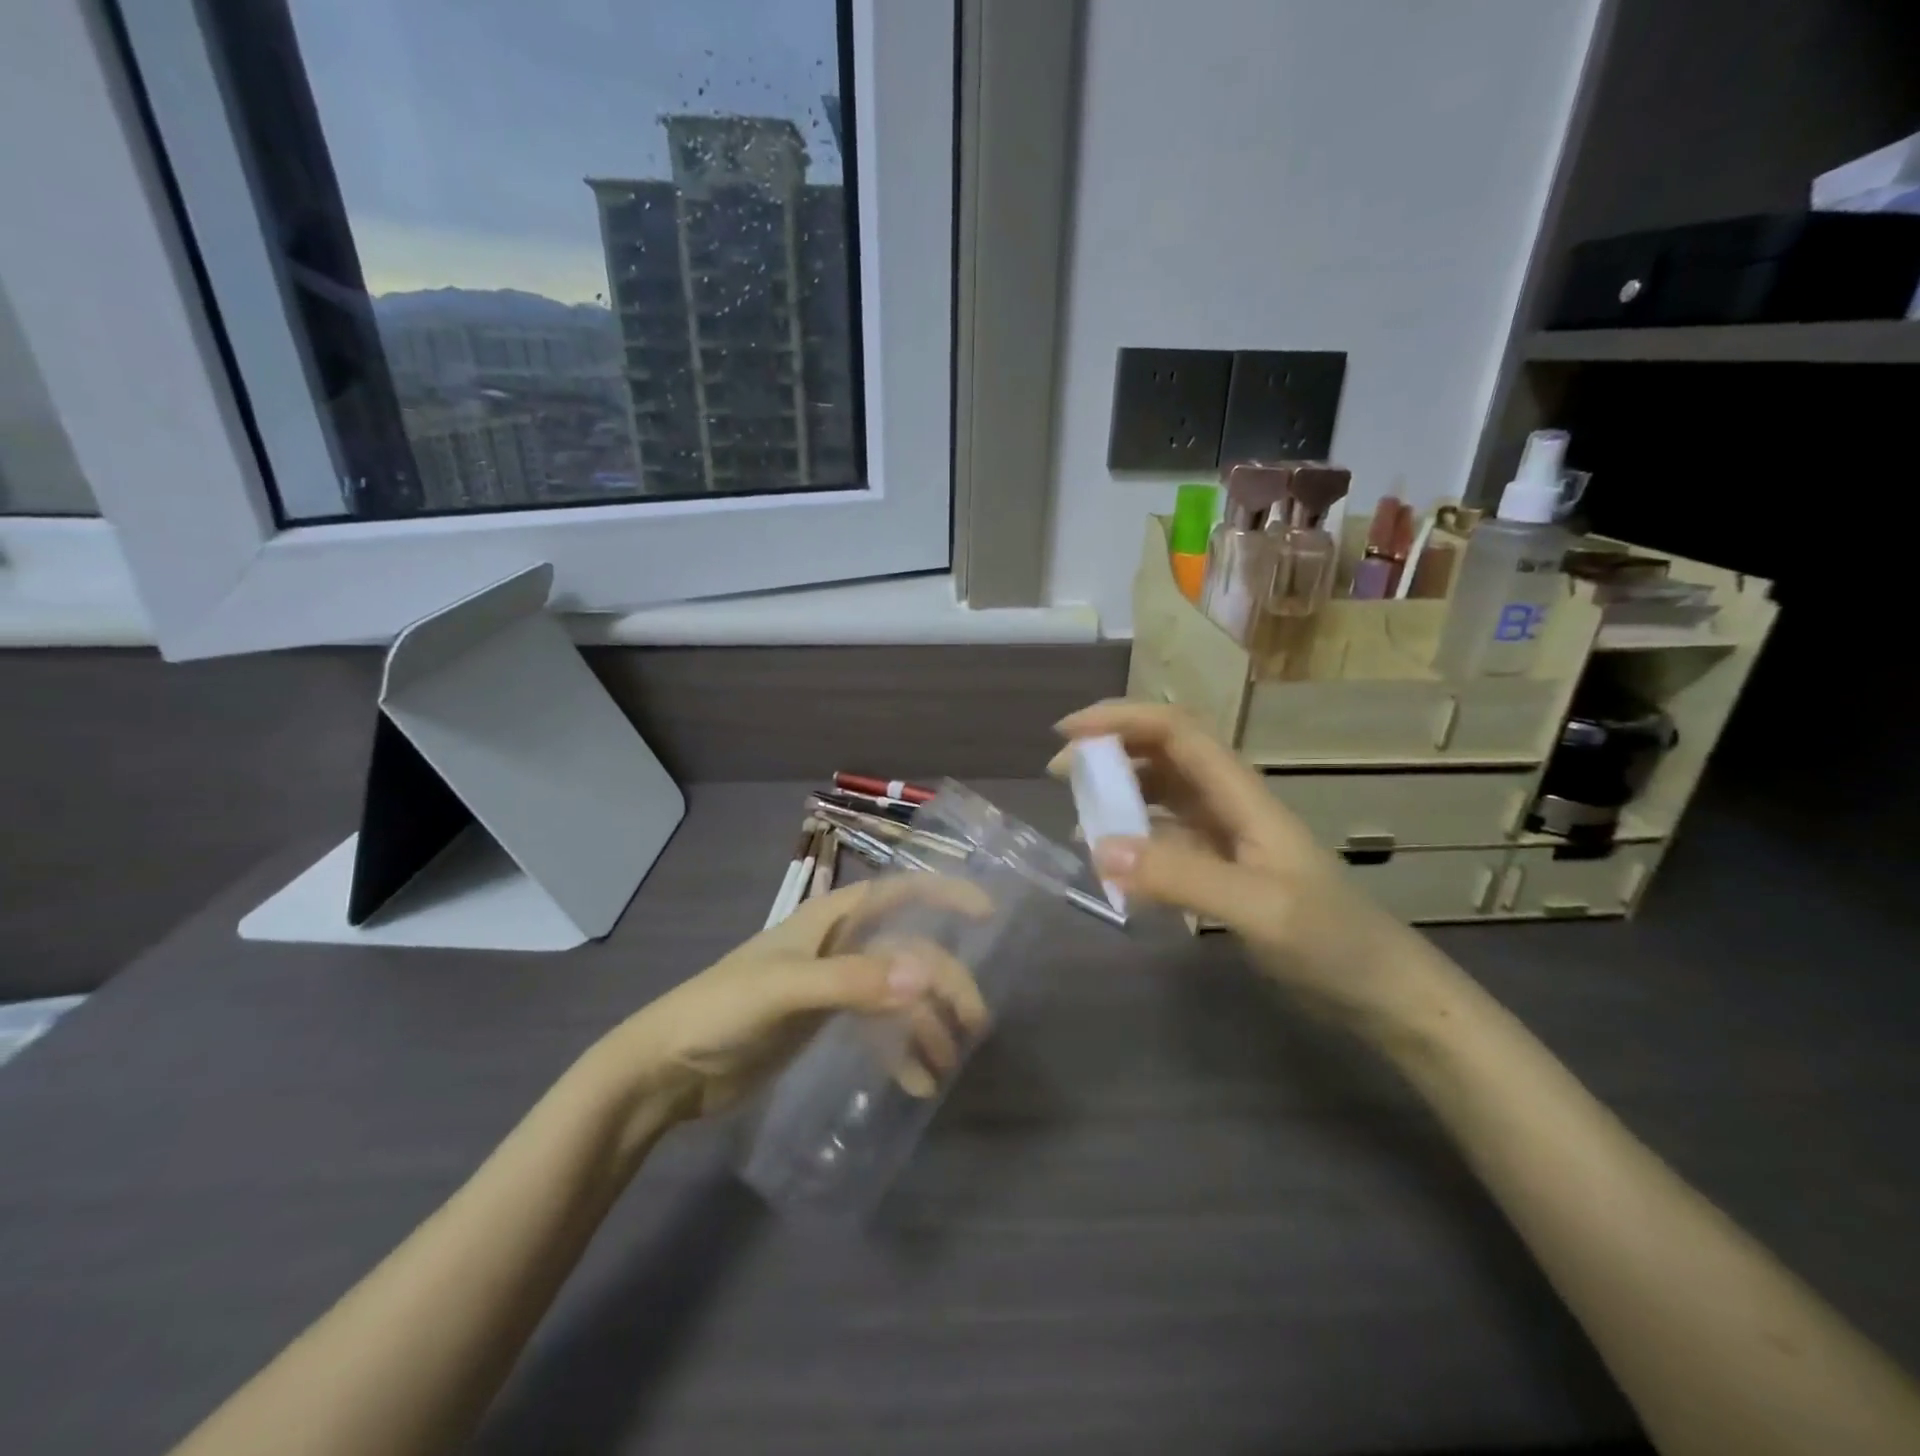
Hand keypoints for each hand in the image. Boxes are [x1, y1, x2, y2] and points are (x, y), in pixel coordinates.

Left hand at [584, 875, 992, 1131]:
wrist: (666, 1071)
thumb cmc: (720, 1012)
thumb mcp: (786, 991)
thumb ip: (854, 982)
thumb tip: (926, 974)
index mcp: (828, 920)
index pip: (896, 892)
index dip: (942, 894)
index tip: (986, 912)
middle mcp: (836, 945)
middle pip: (906, 950)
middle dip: (943, 981)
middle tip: (973, 1022)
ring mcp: (832, 985)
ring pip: (896, 992)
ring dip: (925, 1023)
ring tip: (945, 1065)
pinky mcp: (823, 1023)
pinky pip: (877, 1027)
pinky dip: (899, 1050)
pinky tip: (914, 1082)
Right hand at [1052, 701, 1429, 1017]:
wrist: (1385, 995)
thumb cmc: (1334, 943)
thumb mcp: (1260, 908)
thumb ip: (1182, 876)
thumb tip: (1097, 848)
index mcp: (1242, 796)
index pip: (1177, 731)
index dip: (1122, 719)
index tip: (1067, 733)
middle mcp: (1231, 806)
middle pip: (1164, 754)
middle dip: (1110, 751)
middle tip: (1059, 775)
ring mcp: (1227, 840)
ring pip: (1162, 795)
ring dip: (1119, 793)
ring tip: (1079, 818)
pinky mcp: (1223, 872)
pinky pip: (1166, 840)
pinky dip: (1134, 842)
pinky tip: (1114, 866)